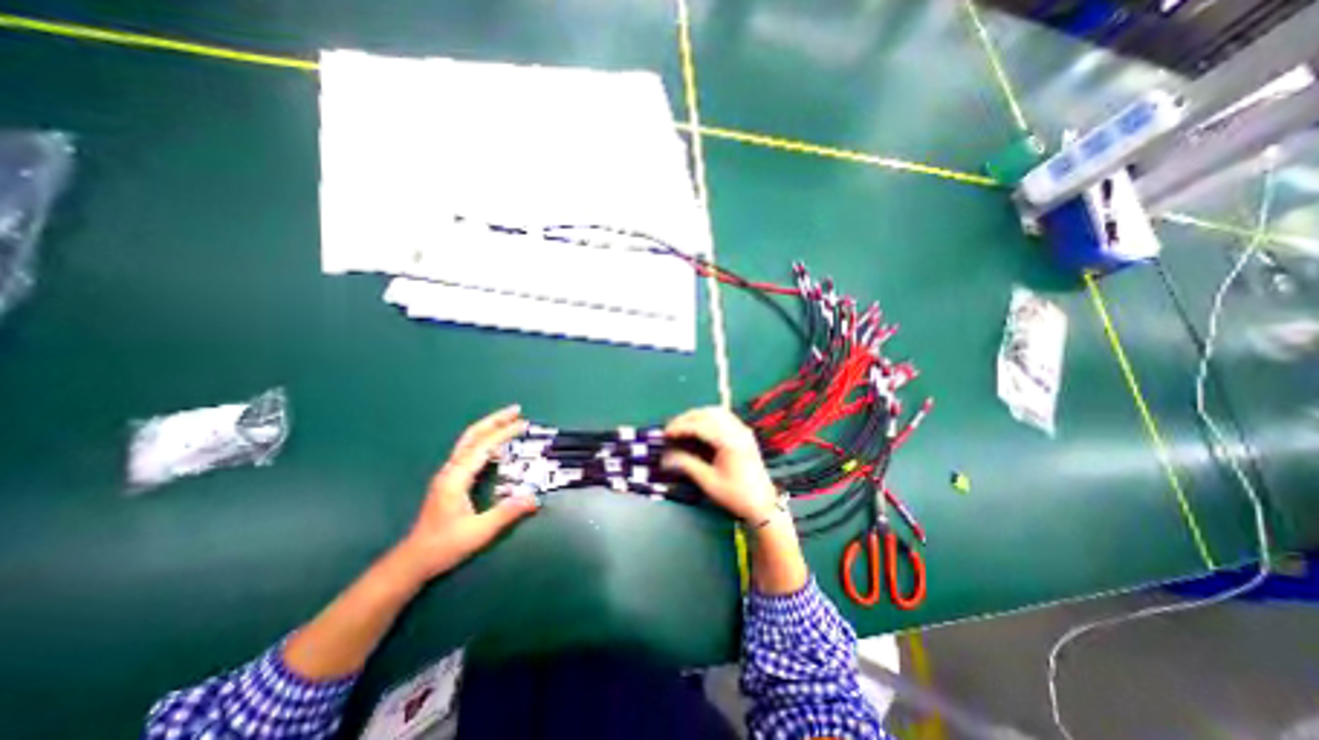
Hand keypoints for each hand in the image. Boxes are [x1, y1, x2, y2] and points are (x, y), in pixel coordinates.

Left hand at [395, 407, 537, 581]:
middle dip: (494, 420)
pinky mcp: (450, 479)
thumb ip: (507, 513)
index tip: (524, 424)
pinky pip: (469, 452)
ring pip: (469, 441)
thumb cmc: (445, 545)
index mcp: (455, 478)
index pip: (482, 447)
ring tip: (510, 421)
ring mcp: (448, 474)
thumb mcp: (479, 532)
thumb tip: (534, 498)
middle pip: (472, 435)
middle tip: (516, 410)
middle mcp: (450, 470)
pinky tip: (497, 446)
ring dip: (489, 427)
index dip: (504, 433)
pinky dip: (485, 441)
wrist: (414, 559)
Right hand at [661, 406, 781, 523]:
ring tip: (683, 427)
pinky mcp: (744, 433)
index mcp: (729, 442)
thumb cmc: (735, 495)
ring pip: (717, 411)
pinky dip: (709, 417)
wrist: (763, 504)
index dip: (680, 427)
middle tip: (671, 429)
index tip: (665, 434)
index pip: (700, 425)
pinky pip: (724, 416)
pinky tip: (700, 427)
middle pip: (708, 413)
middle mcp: (737, 430)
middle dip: (687, 418)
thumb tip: (666, 456)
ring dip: (698, 415)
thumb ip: (687, 464)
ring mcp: (743, 430)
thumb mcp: (708, 482)